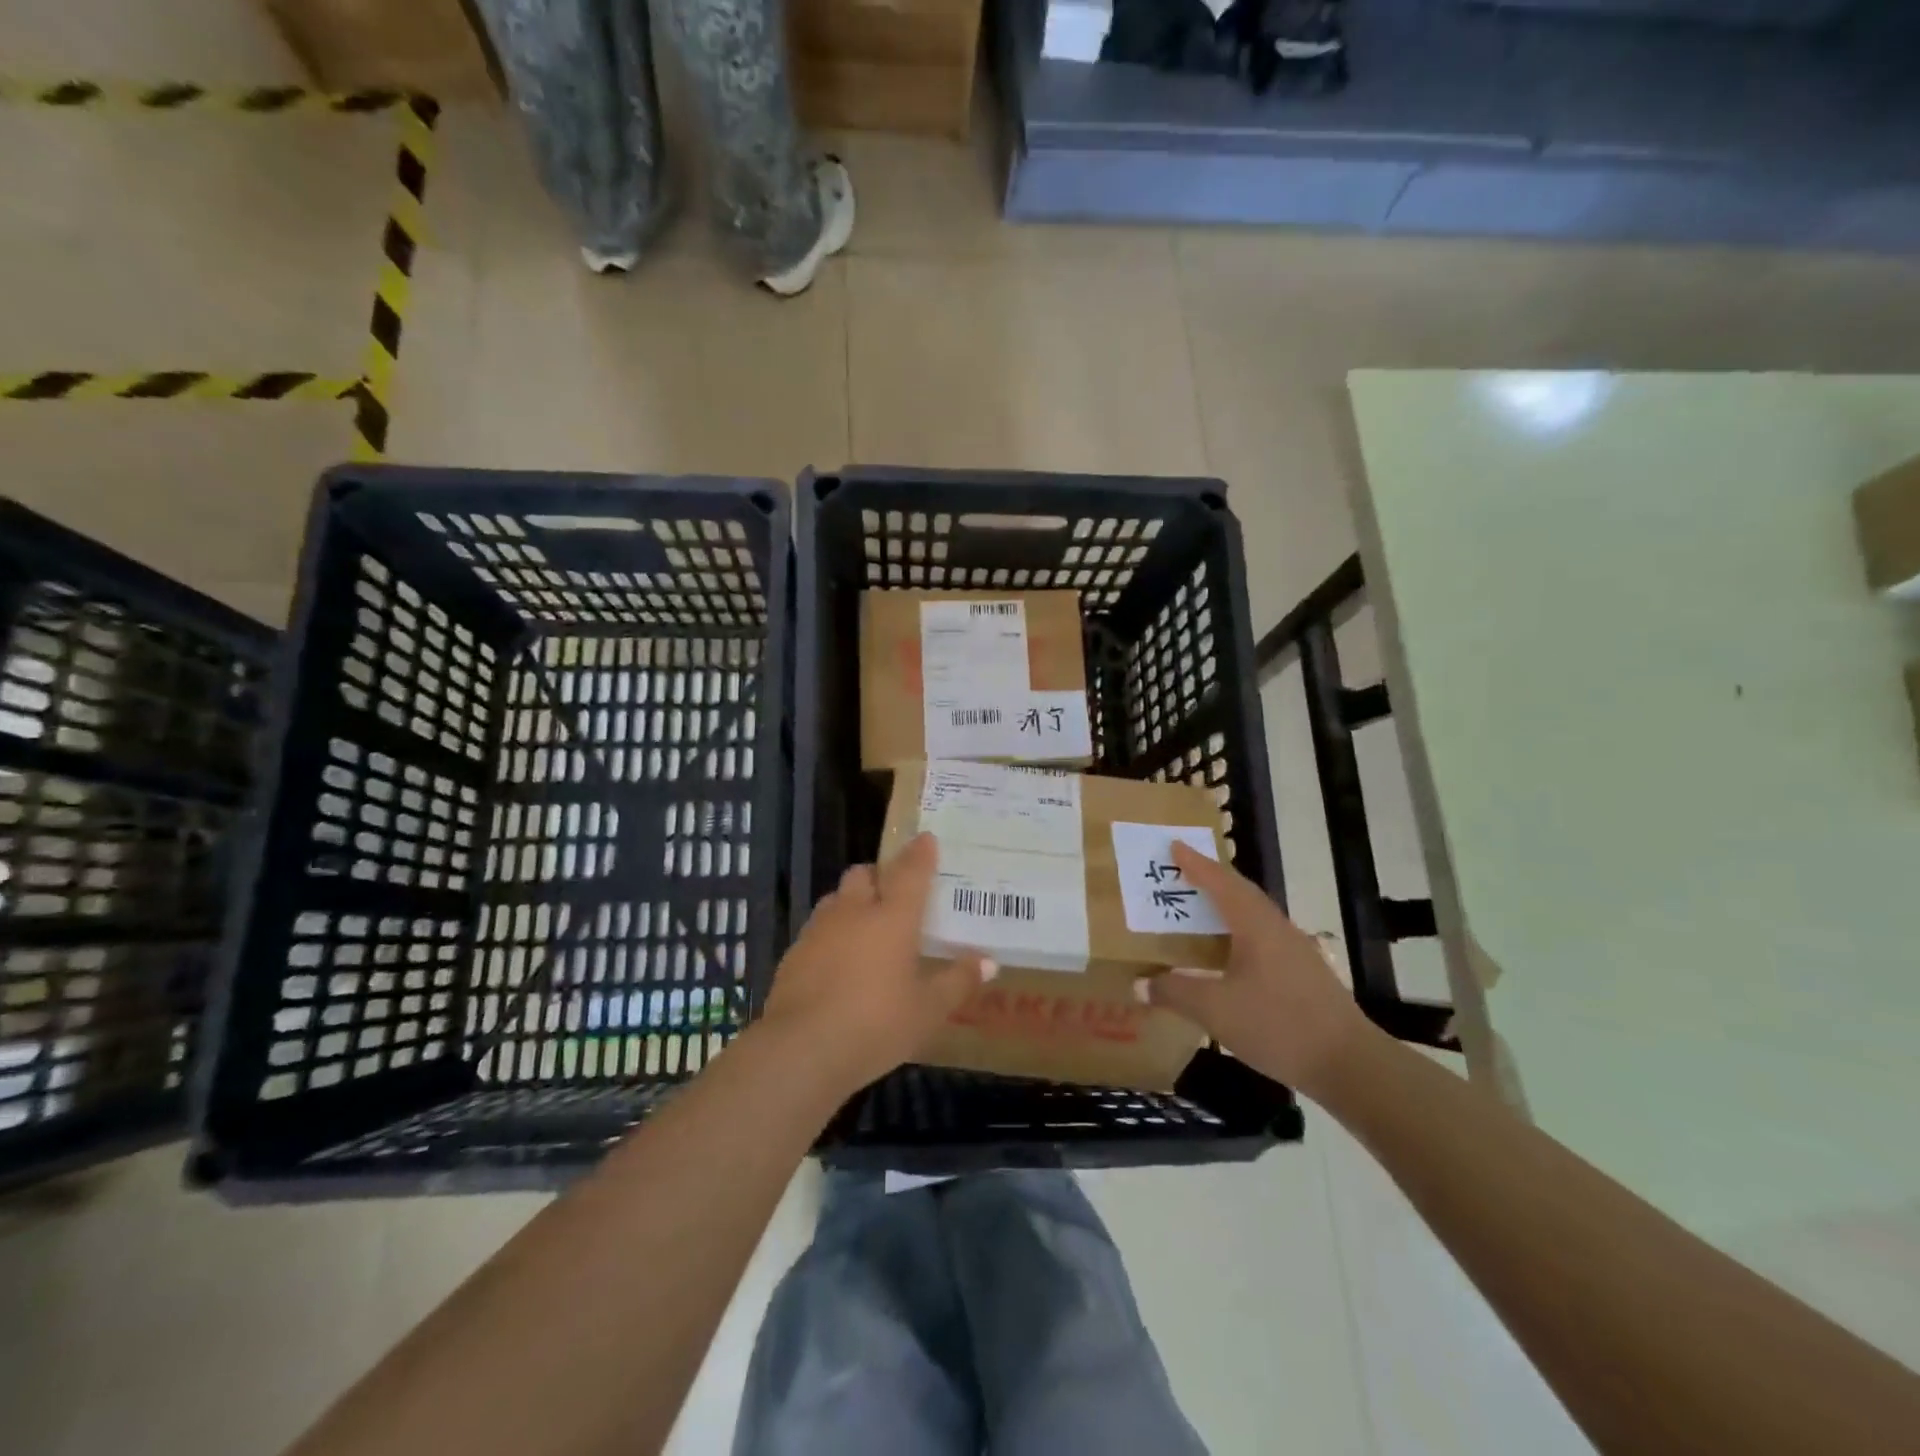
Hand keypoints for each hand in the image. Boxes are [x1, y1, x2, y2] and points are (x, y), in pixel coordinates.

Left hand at [761, 832, 990, 1094]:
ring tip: (866, 926)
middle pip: (864, 874)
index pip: (910, 872)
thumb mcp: (928, 1010)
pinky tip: (838, 962)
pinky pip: (817, 929)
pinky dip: (831, 934)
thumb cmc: (877, 1024)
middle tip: (895, 893)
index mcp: (892, 918)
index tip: (926, 838)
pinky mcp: (793, 954)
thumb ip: (958, 981)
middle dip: (879, 875)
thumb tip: (989, 961)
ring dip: (852, 902)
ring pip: (836, 899)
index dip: (920, 853)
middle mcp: (854, 912)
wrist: (802, 1049)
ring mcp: (819, 931)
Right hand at [1137, 842, 1373, 1097]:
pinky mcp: (1304, 974)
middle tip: (1182, 872)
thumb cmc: (1278, 1025)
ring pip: (1254, 915)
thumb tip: (1139, 983)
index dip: (1196, 864)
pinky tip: (1228, 953)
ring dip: (1226, 906)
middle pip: (1241, 893)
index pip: (1221, 883)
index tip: (1175, 845)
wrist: (1349, 1064)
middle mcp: (1277, 929)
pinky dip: (1238, 932)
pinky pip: (1263, 937)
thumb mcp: (1216, 1010)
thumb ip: (1175, 992)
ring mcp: (1295, 951)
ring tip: (1200, 908)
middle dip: (1212, 879)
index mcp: (1256, 926)